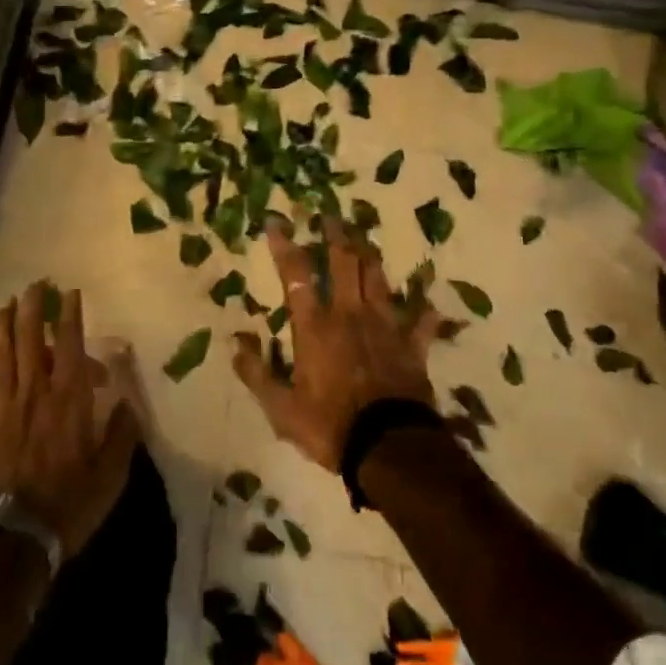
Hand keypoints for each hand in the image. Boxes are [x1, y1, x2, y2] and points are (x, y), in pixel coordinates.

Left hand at [0, 283, 141, 559]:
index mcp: (68, 399)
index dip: (68, 316)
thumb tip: (128, 403)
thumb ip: (122, 434)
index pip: (68, 345)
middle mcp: (34, 394)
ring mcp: (3, 411)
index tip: (69, 293)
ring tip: (2, 308)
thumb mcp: (111, 475)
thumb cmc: (69, 503)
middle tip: (32, 286)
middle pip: (28, 341)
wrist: (14, 537)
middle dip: (30, 309)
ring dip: (0, 331)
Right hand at [233, 215, 435, 471]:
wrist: (390, 447)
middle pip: (343, 262)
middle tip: (330, 216)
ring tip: (364, 239)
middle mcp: (349, 314)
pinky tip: (429, 303)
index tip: (276, 221)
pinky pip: (421, 322)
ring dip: (370, 256)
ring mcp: (385, 327)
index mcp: (315, 326)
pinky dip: (424, 312)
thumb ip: (256, 374)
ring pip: (378, 279)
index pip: (296, 274)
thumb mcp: (281, 409)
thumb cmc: (330, 426)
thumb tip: (235, 344)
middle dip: (335, 236)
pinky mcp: (412, 346)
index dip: (285, 245)